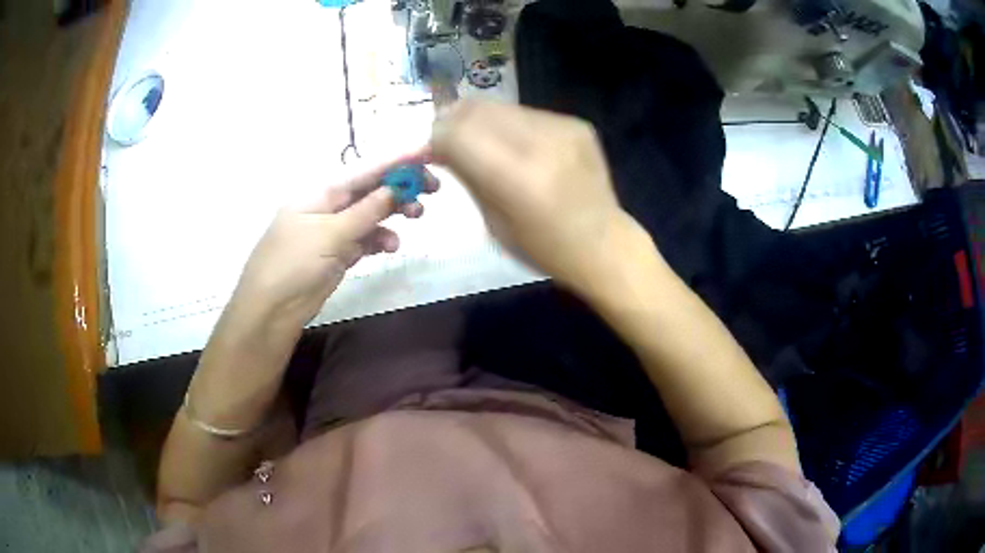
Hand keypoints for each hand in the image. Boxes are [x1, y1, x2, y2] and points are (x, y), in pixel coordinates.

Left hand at [232, 151, 438, 330]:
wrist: (271, 309)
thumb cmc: (294, 263)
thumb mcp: (330, 234)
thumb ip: (366, 211)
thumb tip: (396, 188)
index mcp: (321, 192)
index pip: (364, 170)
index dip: (396, 160)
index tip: (428, 152)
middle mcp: (329, 206)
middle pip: (371, 189)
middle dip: (401, 186)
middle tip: (433, 188)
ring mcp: (333, 231)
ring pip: (372, 214)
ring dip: (394, 213)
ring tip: (417, 216)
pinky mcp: (338, 254)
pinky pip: (366, 239)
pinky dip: (380, 239)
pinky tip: (391, 246)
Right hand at [430, 101, 639, 294]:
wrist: (603, 243)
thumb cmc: (542, 247)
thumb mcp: (493, 221)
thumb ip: (467, 175)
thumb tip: (440, 145)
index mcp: (518, 179)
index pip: (457, 133)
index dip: (436, 137)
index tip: (431, 150)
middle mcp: (541, 144)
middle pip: (476, 110)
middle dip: (452, 120)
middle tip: (447, 139)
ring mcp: (563, 129)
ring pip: (500, 106)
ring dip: (480, 120)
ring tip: (481, 142)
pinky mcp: (576, 123)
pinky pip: (526, 113)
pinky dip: (510, 125)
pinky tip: (517, 146)